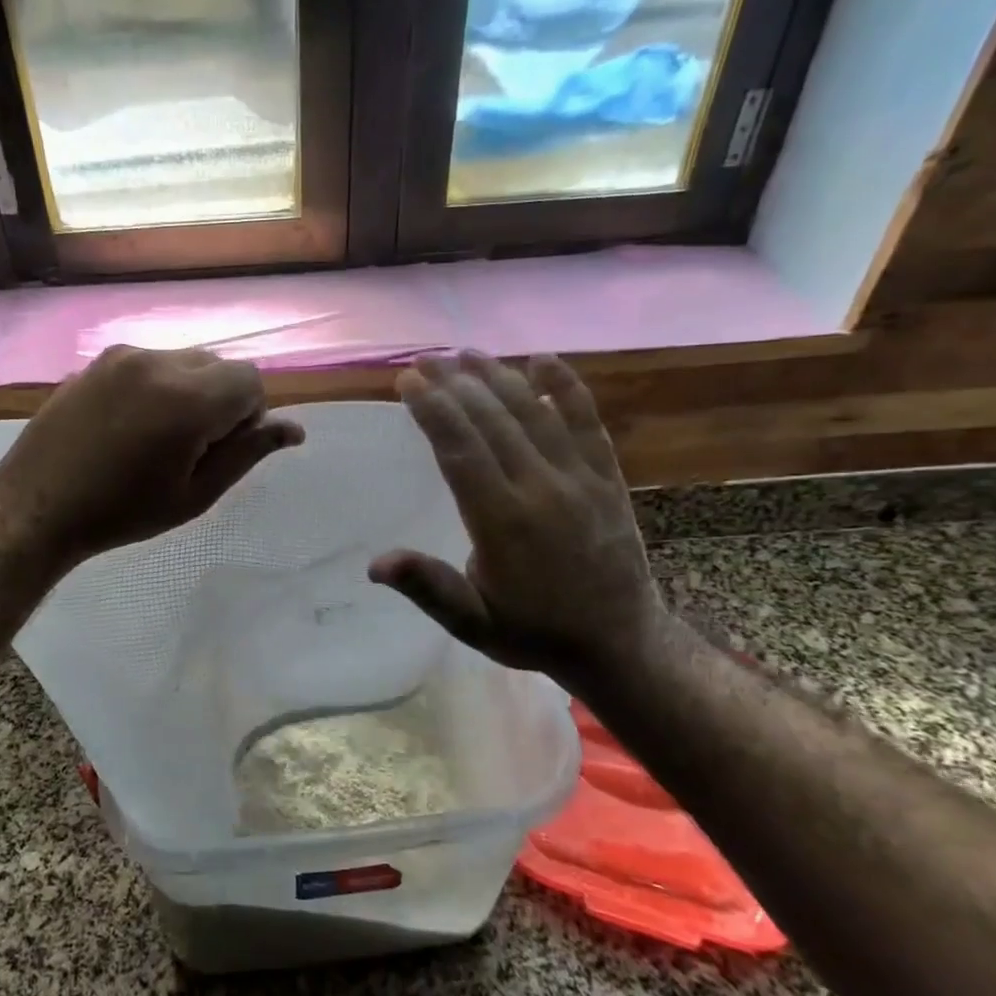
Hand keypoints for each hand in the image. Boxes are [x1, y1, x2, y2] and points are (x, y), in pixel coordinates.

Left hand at [0, 345, 302, 569]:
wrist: (36, 506)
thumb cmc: (123, 512)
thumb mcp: (195, 495)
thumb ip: (247, 454)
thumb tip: (294, 430)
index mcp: (188, 399)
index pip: (251, 380)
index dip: (248, 415)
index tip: (220, 450)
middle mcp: (158, 362)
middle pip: (219, 365)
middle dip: (221, 400)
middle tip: (192, 448)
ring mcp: (123, 356)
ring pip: (185, 361)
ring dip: (190, 390)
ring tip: (157, 436)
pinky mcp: (98, 360)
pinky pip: (150, 362)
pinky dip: (158, 385)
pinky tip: (129, 424)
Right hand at [369, 352, 668, 687]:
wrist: (618, 643)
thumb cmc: (533, 631)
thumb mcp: (472, 623)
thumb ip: (428, 587)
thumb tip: (376, 564)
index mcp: (502, 522)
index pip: (460, 450)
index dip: (433, 411)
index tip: (407, 381)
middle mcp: (541, 489)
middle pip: (492, 421)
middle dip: (454, 384)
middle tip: (424, 358)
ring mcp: (580, 479)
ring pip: (533, 413)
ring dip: (498, 377)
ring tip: (466, 353)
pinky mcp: (607, 477)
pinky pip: (588, 422)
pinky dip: (566, 388)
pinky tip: (542, 360)